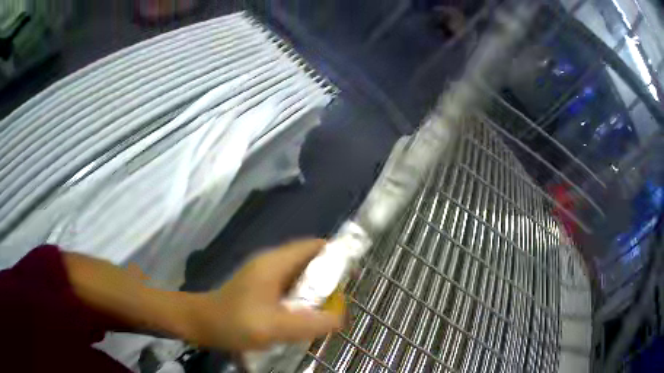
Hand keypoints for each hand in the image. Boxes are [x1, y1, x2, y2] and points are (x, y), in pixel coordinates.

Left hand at [187, 239, 342, 350]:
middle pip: (309, 261)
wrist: (200, 323)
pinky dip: (302, 297)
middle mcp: (271, 263)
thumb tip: (340, 317)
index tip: (352, 275)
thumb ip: (309, 323)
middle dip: (328, 277)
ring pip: (300, 276)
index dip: (336, 254)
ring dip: (315, 290)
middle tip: (341, 299)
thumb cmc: (233, 322)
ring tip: (327, 309)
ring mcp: (264, 275)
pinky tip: (304, 315)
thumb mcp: (274, 327)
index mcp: (275, 263)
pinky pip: (289, 287)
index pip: (313, 246)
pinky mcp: (260, 287)